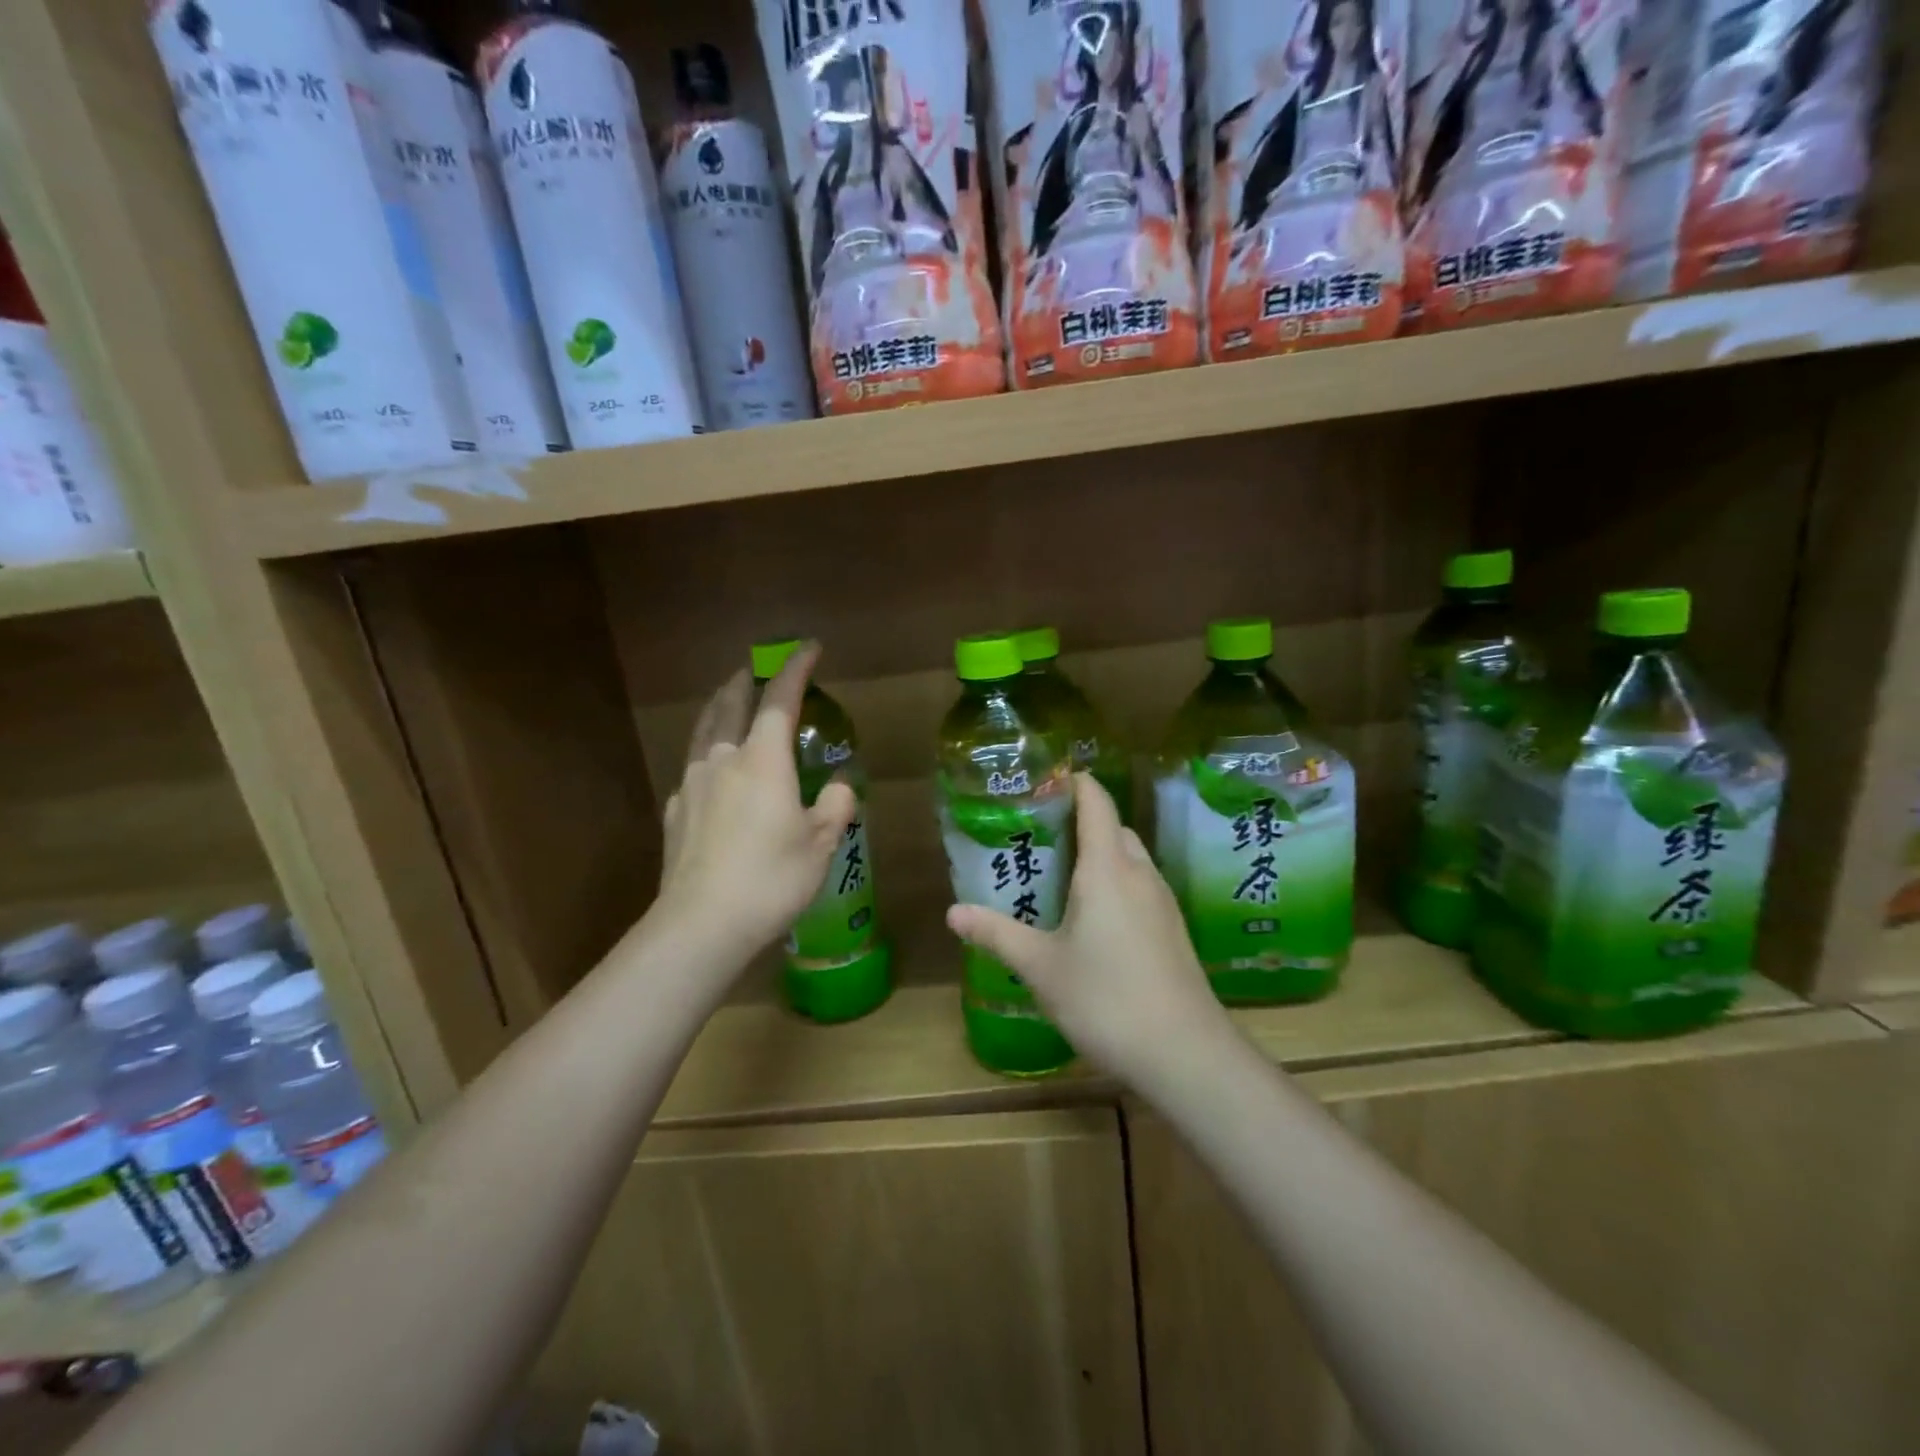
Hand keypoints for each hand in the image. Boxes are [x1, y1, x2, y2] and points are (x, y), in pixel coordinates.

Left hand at [656, 642, 856, 972]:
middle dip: (744, 681)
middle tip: (755, 670)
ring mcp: (691, 785)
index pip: (780, 699)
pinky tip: (712, 773)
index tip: (809, 647)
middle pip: (729, 704)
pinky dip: (706, 755)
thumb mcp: (821, 844)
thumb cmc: (772, 878)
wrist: (701, 924)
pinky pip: (692, 769)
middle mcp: (722, 760)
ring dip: (718, 710)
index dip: (795, 668)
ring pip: (703, 732)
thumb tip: (837, 786)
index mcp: (762, 759)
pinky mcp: (674, 812)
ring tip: (726, 704)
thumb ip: (834, 805)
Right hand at [945, 774, 1234, 1090]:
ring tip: (1058, 878)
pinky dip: (1114, 884)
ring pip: (1128, 859)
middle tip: (1037, 839)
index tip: (1041, 782)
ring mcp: (1162, 901)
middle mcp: (1140, 873)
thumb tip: (952, 912)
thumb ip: (996, 934)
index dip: (1072, 782)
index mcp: (1107, 868)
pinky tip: (1092, 920)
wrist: (1185, 1053)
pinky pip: (1139, 887)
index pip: (1095, 800)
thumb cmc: (1106, 998)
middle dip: (1078, 823)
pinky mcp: (1172, 929)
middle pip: (1112, 827)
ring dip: (1098, 856)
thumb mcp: (1040, 966)